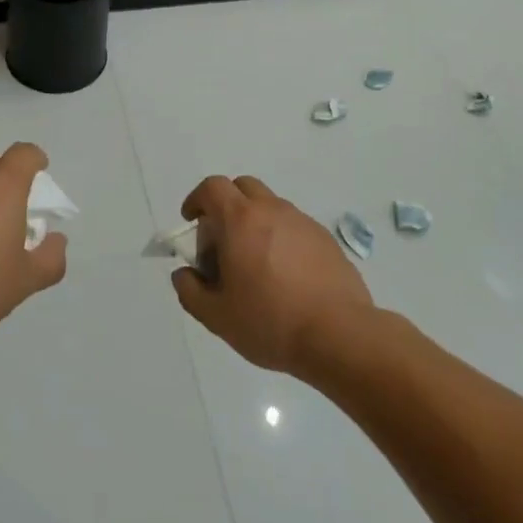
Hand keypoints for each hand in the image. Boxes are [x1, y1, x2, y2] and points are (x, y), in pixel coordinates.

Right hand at [169, 175, 373, 376]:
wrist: (339, 335)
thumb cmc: (270, 322)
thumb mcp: (217, 316)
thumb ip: (190, 290)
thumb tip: (184, 273)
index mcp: (241, 220)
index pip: (212, 187)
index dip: (197, 199)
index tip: (191, 222)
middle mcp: (272, 210)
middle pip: (242, 187)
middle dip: (226, 205)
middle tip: (222, 241)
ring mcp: (302, 222)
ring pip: (270, 206)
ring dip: (254, 222)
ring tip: (254, 263)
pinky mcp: (325, 239)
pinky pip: (294, 226)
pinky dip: (280, 237)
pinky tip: (285, 275)